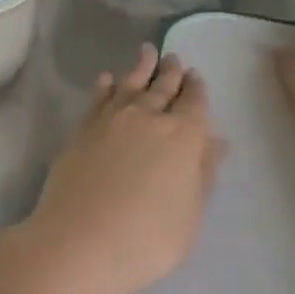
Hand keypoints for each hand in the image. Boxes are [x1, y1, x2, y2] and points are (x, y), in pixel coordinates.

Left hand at [16, 44, 224, 293]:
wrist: (79, 241)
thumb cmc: (147, 238)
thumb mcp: (190, 214)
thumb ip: (202, 173)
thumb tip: (215, 140)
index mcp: (183, 136)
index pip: (194, 103)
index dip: (197, 89)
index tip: (196, 76)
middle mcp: (148, 117)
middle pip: (163, 87)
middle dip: (172, 72)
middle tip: (175, 58)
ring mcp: (111, 120)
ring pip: (131, 84)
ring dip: (141, 67)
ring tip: (148, 52)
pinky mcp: (82, 129)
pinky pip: (98, 98)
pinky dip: (106, 85)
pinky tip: (108, 78)